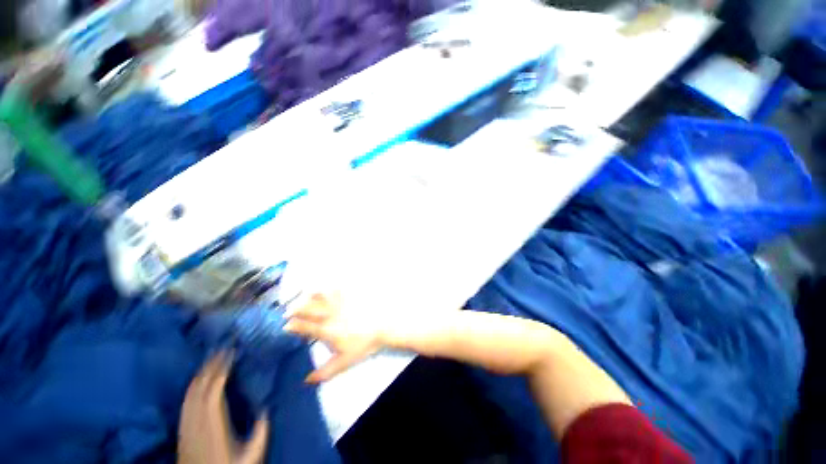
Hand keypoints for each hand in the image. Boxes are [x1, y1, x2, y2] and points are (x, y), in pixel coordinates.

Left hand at [178, 352, 269, 463]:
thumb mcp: (251, 455)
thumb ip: (260, 431)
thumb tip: (267, 408)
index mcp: (214, 422)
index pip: (215, 388)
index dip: (222, 368)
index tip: (232, 352)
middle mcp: (197, 420)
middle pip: (201, 386)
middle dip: (211, 364)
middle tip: (223, 347)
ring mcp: (186, 424)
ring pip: (191, 392)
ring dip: (201, 372)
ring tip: (212, 358)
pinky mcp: (181, 429)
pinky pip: (185, 401)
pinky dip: (192, 385)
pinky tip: (197, 380)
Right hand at [284, 293, 383, 382]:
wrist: (382, 328)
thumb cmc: (363, 345)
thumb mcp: (343, 362)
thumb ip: (324, 372)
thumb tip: (306, 381)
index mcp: (326, 330)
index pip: (303, 326)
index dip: (291, 326)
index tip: (284, 326)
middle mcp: (329, 315)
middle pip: (307, 308)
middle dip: (294, 308)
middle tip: (288, 310)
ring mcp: (340, 303)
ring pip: (319, 295)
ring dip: (308, 295)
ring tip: (303, 295)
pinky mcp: (350, 295)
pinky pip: (336, 287)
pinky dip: (328, 285)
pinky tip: (325, 285)